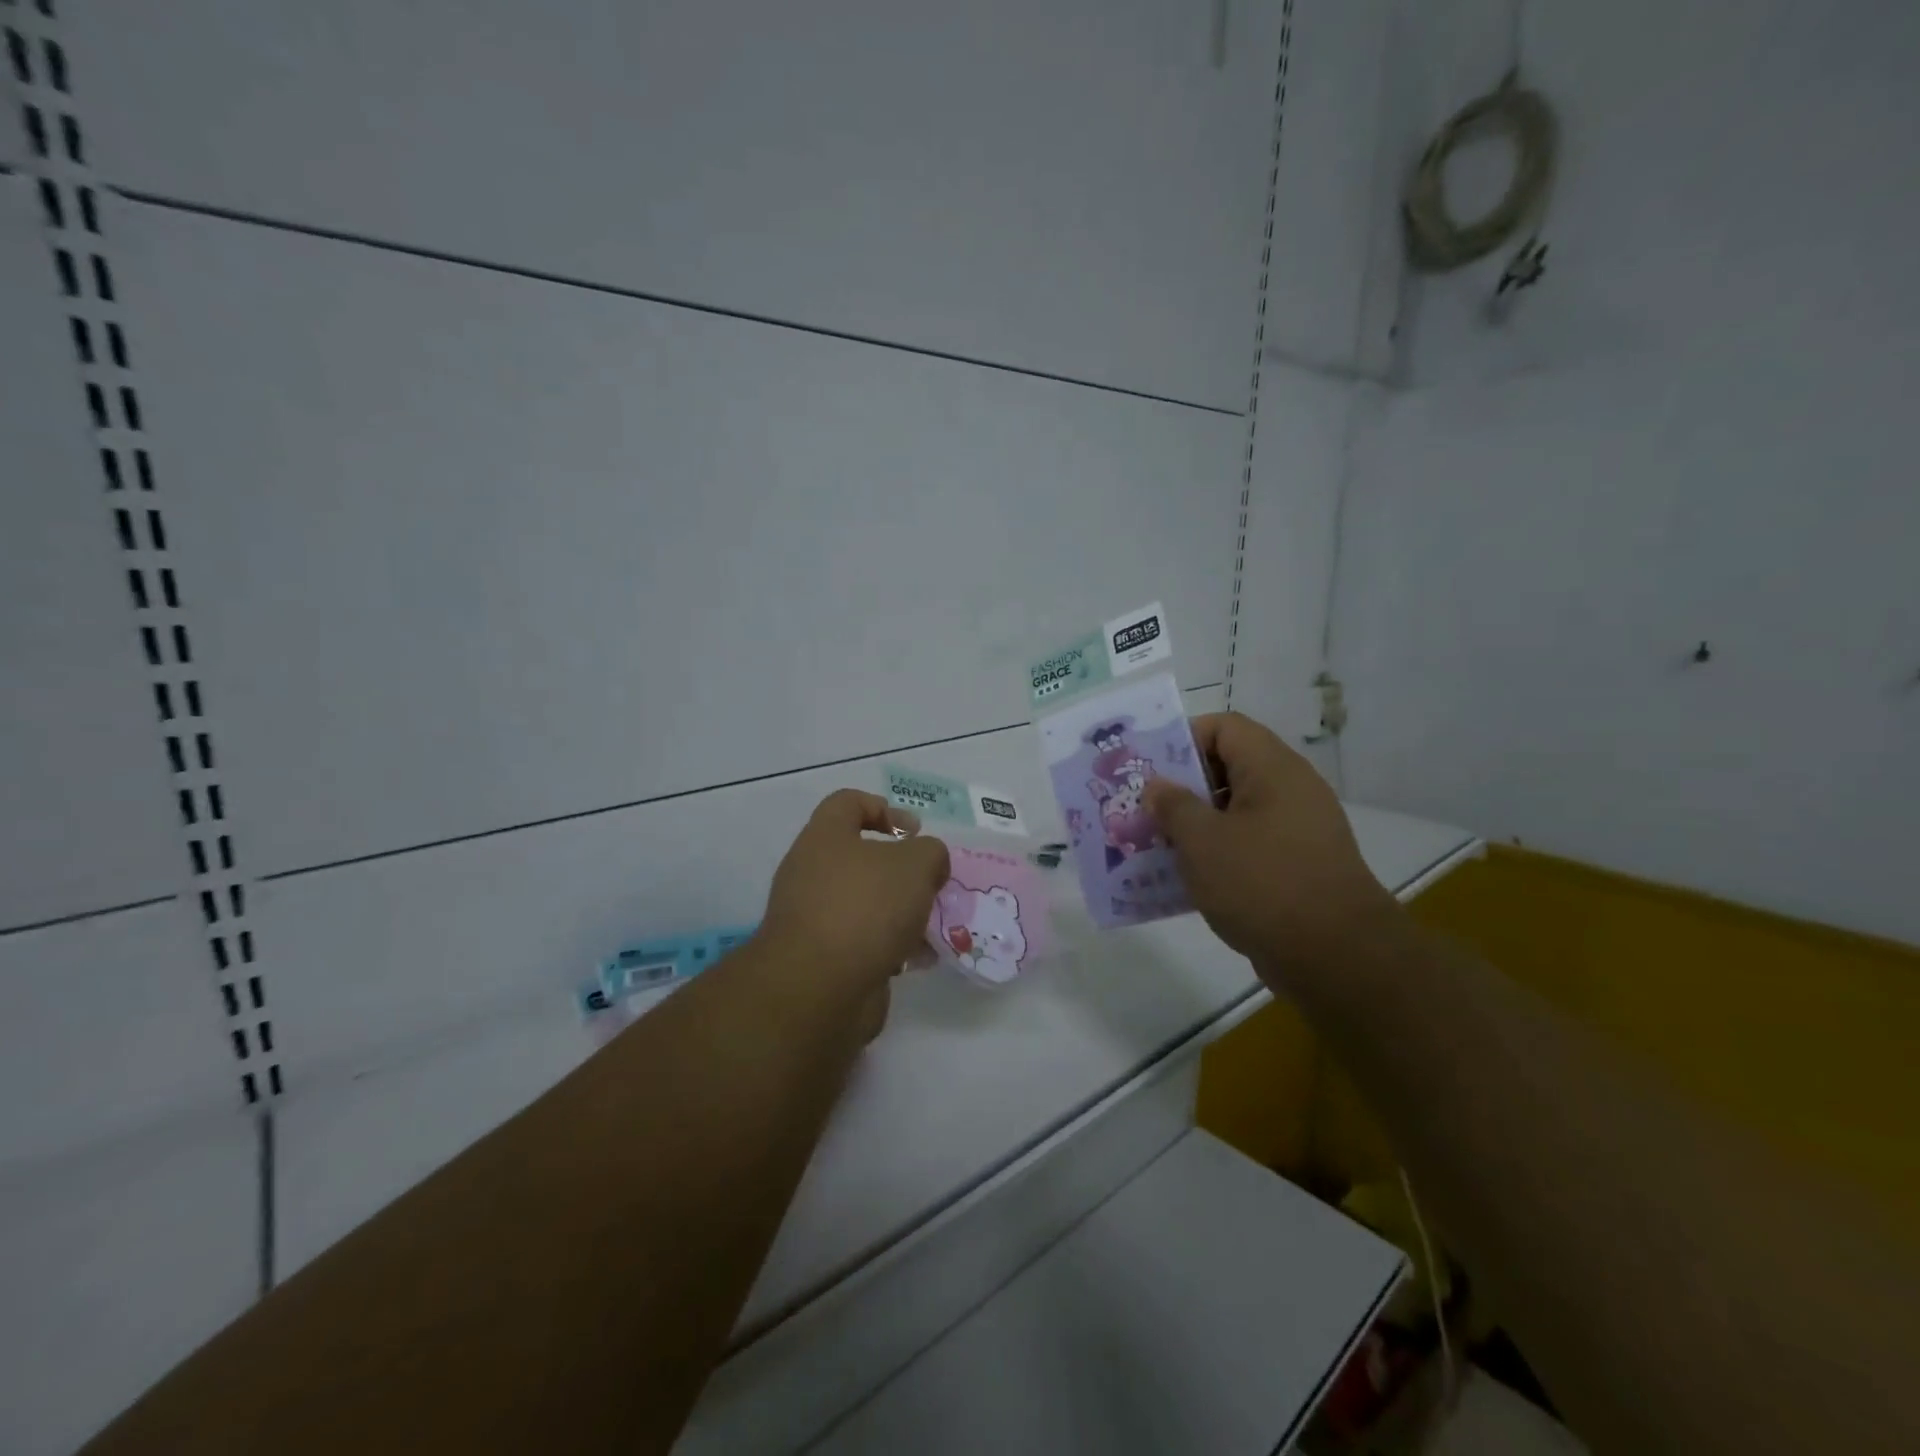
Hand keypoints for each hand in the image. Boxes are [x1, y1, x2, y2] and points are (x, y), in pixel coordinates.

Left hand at [758, 790, 950, 1003]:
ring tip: (931, 926)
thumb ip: (930, 852)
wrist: (818, 988)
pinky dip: (890, 946)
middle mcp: (812, 872)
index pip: (848, 802)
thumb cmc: (865, 907)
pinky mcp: (822, 958)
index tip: (915, 832)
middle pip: (862, 857)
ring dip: (901, 912)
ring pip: (866, 902)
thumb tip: (928, 864)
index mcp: (824, 837)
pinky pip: (863, 941)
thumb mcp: (915, 864)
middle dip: (902, 870)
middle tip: (930, 884)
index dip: (884, 808)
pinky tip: (916, 959)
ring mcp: (814, 917)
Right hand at [1143, 713, 1398, 976]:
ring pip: (1235, 810)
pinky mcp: (1298, 866)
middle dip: (1182, 787)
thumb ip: (1172, 806)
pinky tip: (1187, 878)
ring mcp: (1297, 829)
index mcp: (1272, 769)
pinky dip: (1217, 853)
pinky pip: (1248, 844)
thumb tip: (1157, 787)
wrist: (1336, 957)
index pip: (1224, 727)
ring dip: (1195, 824)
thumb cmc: (1262, 883)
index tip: (1150, 770)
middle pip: (1228, 767)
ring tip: (1157, 845)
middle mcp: (1290, 790)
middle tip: (1145, 809)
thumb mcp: (1202, 840)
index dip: (1183, 739)